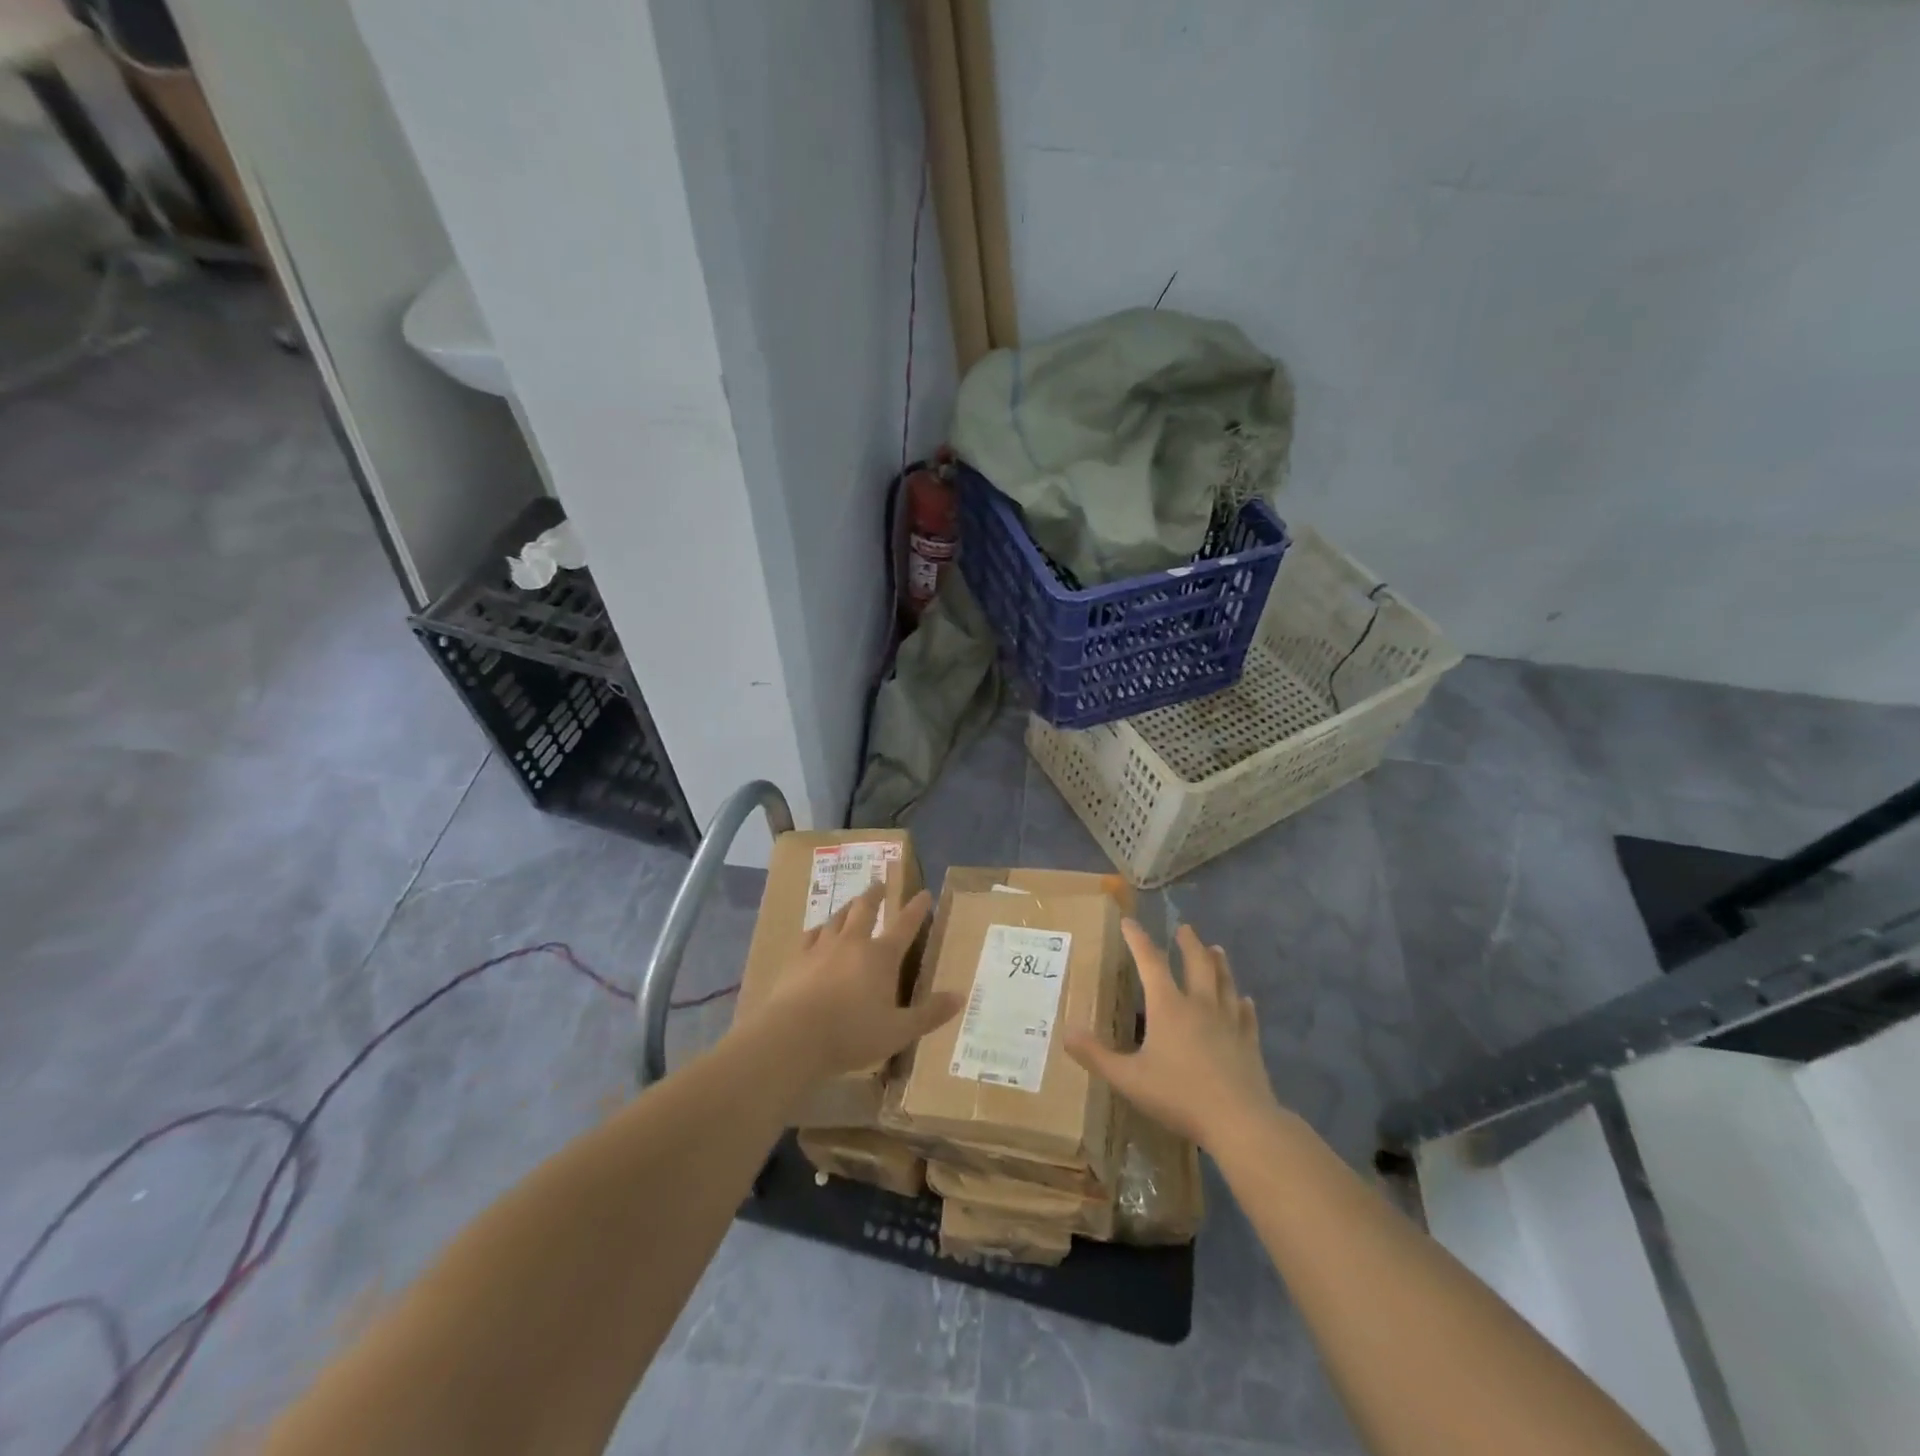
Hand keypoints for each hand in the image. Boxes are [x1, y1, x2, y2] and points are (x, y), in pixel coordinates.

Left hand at [743, 884, 957, 1082]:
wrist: (794, 1036)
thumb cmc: (852, 1034)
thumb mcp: (899, 1031)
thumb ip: (930, 1014)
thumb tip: (960, 996)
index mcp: (881, 956)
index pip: (905, 926)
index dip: (917, 909)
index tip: (924, 893)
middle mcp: (853, 943)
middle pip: (865, 909)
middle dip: (875, 894)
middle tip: (880, 884)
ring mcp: (821, 948)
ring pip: (837, 918)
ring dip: (848, 907)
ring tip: (852, 902)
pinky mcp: (796, 959)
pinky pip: (810, 935)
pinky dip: (819, 929)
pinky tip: (818, 931)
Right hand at [1066, 920, 1280, 1150]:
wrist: (1240, 1121)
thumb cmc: (1179, 1095)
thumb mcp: (1128, 1078)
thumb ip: (1096, 1056)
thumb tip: (1066, 1032)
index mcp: (1168, 1006)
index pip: (1150, 962)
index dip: (1138, 940)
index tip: (1129, 922)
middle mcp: (1200, 1005)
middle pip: (1197, 964)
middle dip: (1188, 944)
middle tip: (1185, 929)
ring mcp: (1228, 1022)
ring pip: (1224, 983)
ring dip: (1219, 964)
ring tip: (1216, 950)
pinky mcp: (1249, 1043)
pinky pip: (1246, 1016)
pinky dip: (1243, 1005)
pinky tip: (1246, 1001)